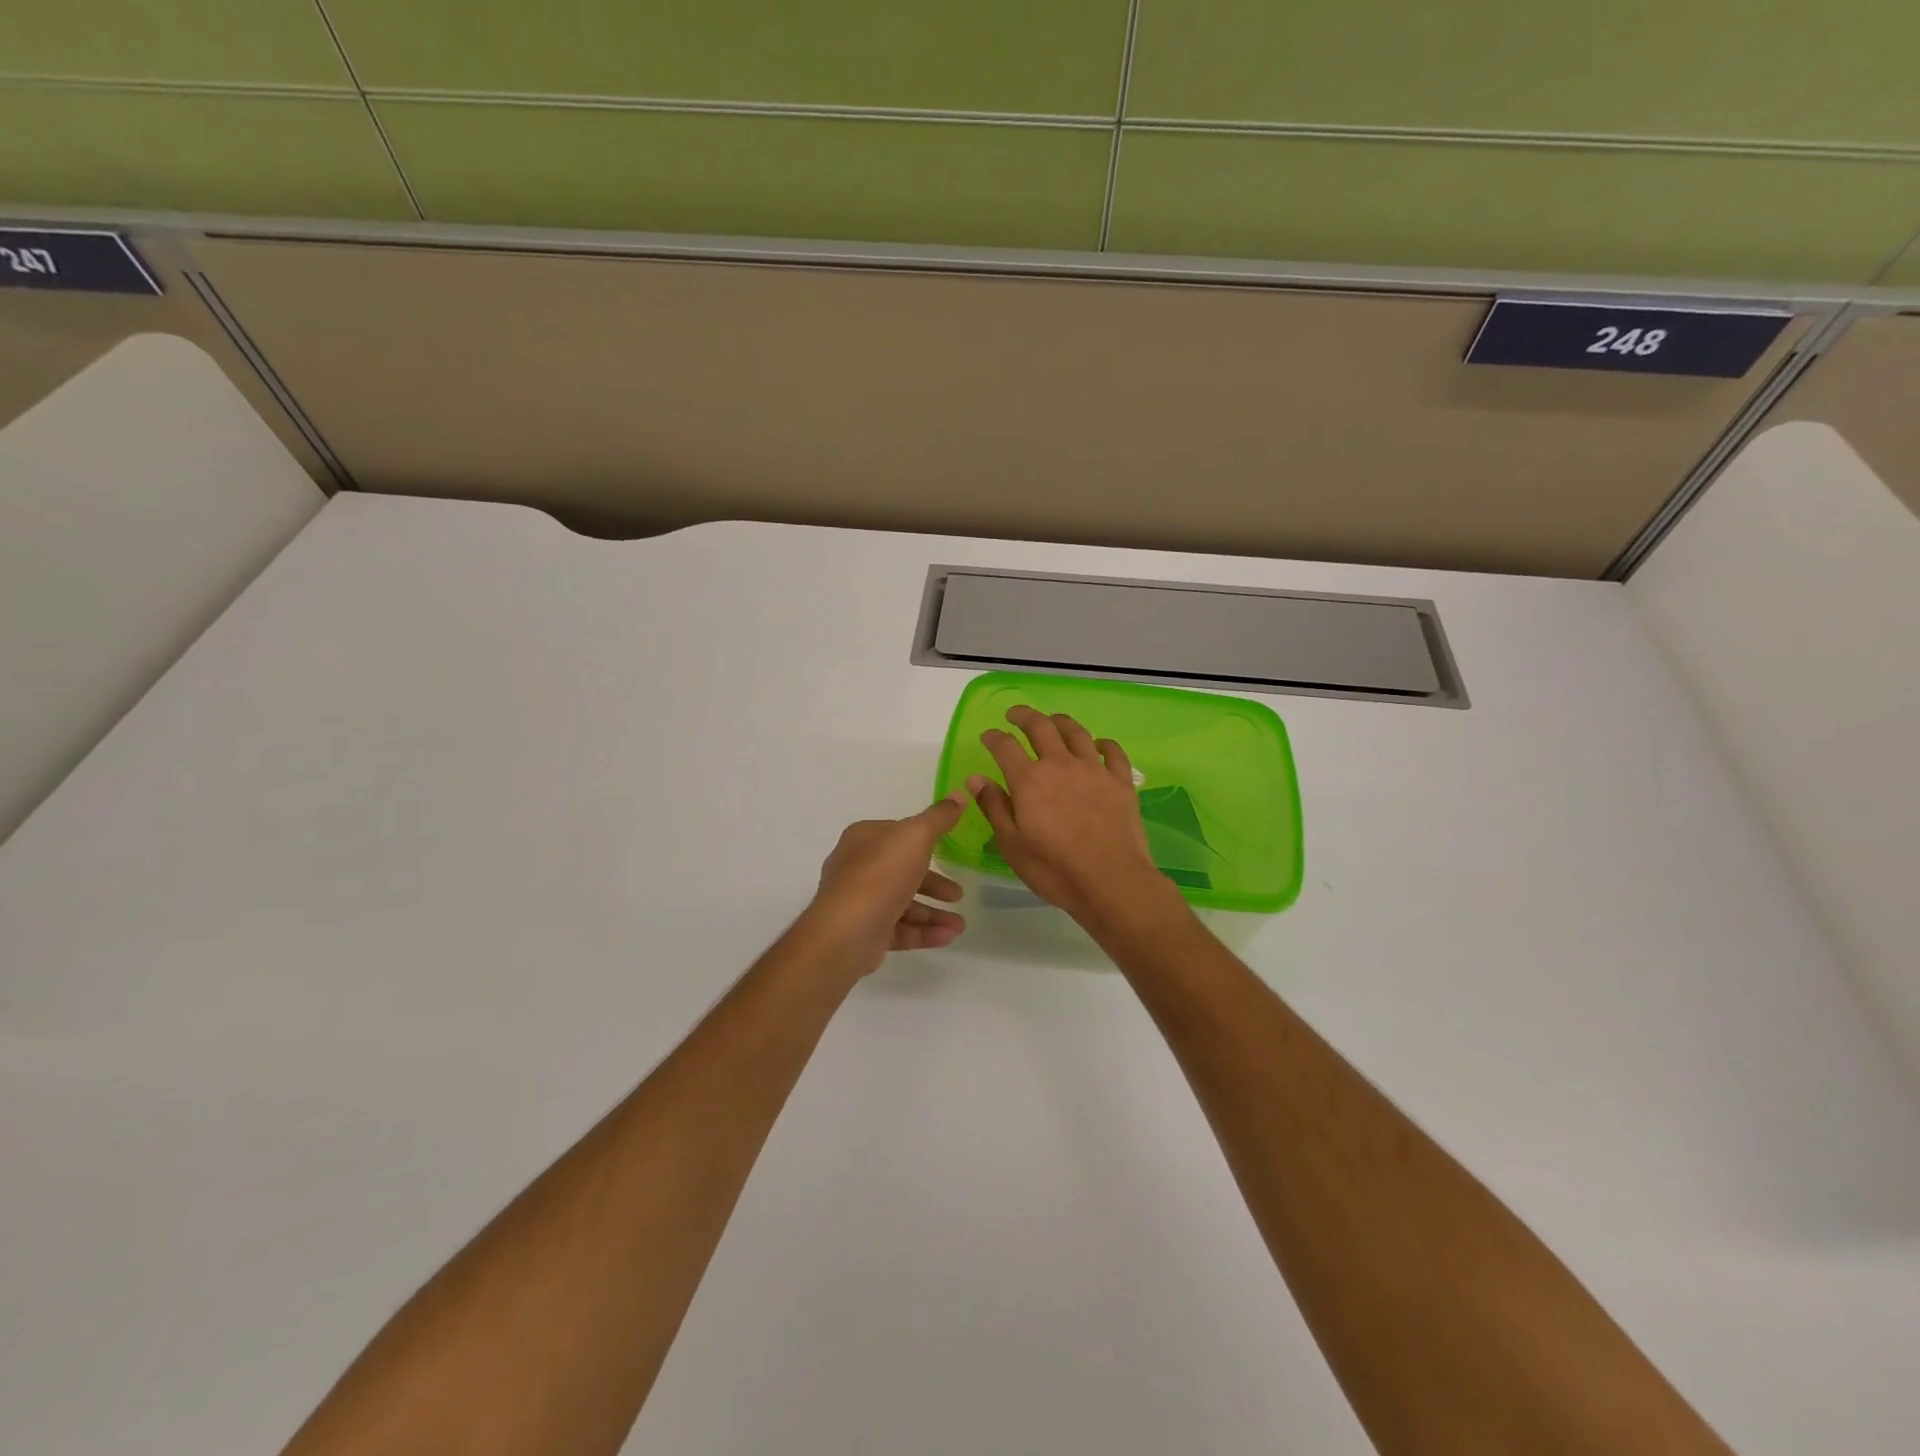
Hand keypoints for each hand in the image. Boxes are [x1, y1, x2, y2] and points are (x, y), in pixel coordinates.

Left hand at [801, 794, 968, 976]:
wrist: (846, 933)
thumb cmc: (881, 875)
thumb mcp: (916, 836)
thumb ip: (938, 818)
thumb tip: (958, 795)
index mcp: (864, 838)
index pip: (898, 834)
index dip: (924, 841)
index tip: (949, 850)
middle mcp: (858, 867)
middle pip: (902, 871)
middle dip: (934, 883)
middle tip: (957, 894)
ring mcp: (860, 902)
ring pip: (903, 903)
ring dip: (934, 913)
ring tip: (960, 924)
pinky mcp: (864, 932)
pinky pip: (900, 929)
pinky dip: (924, 932)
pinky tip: (949, 936)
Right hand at [968, 706, 1185, 935]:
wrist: (1112, 881)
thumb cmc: (1055, 869)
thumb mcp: (1012, 844)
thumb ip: (994, 807)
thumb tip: (976, 778)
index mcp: (1030, 780)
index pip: (1005, 746)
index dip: (994, 737)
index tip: (987, 736)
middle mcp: (1061, 765)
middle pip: (1041, 727)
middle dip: (1024, 716)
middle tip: (1015, 714)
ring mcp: (1094, 770)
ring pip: (1077, 732)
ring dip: (1061, 721)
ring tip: (1053, 720)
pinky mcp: (1120, 782)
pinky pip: (1113, 752)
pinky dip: (1103, 743)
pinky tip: (1098, 745)